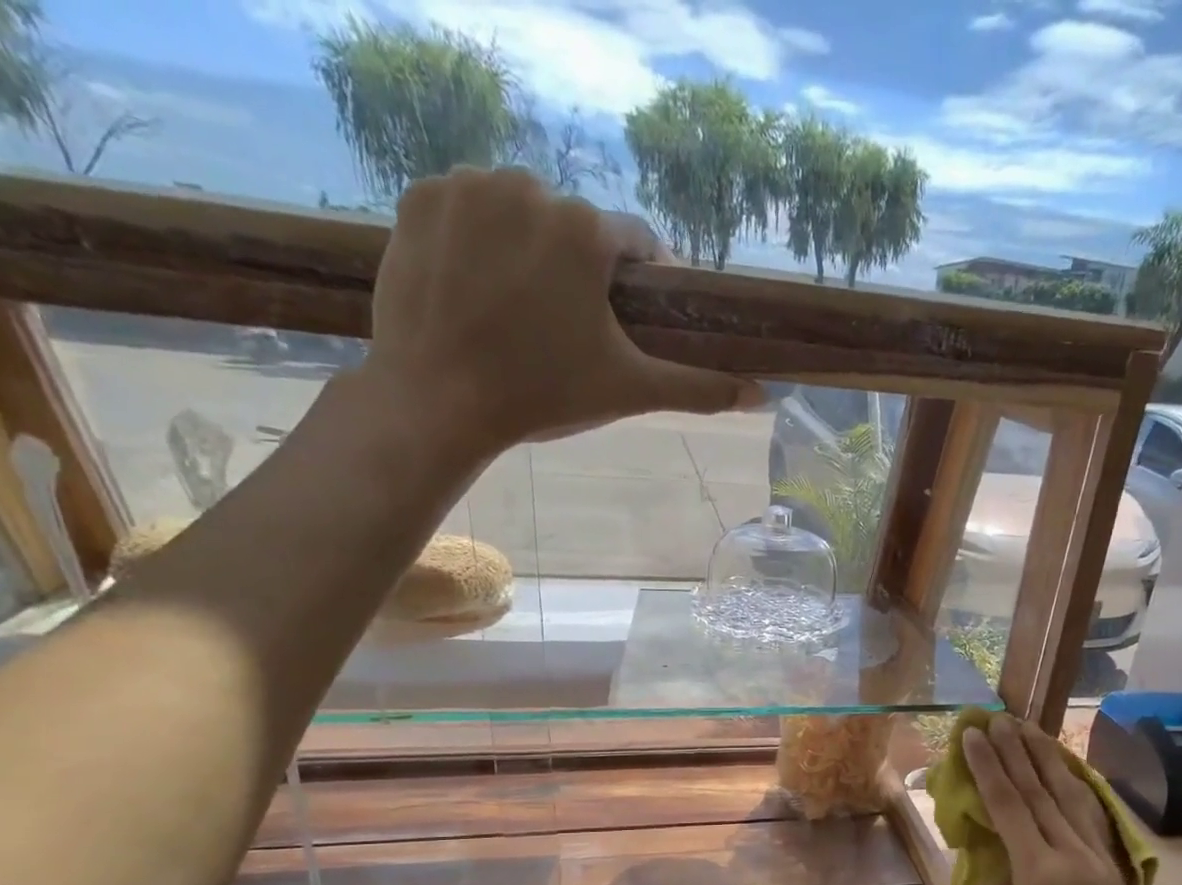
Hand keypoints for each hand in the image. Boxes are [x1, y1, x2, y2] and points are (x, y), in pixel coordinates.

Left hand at [363, 167, 759, 467]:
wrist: (438, 401)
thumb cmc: (543, 395)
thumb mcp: (629, 391)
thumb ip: (699, 388)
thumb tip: (762, 396)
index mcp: (586, 230)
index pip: (634, 242)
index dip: (638, 281)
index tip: (626, 316)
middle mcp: (529, 187)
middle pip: (574, 226)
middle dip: (578, 268)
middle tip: (565, 326)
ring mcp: (468, 187)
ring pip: (519, 211)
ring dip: (528, 248)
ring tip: (519, 309)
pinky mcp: (419, 197)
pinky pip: (467, 210)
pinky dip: (477, 240)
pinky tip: (476, 288)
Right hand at [963, 715, 1139, 884]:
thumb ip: (995, 875)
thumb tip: (996, 844)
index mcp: (1040, 870)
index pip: (1009, 804)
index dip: (988, 766)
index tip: (973, 735)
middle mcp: (1073, 854)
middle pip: (1041, 790)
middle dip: (1017, 750)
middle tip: (998, 718)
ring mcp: (1098, 857)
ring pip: (1071, 794)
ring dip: (1048, 758)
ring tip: (1030, 729)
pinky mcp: (1111, 865)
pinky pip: (1088, 815)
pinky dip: (1071, 785)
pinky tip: (1061, 768)